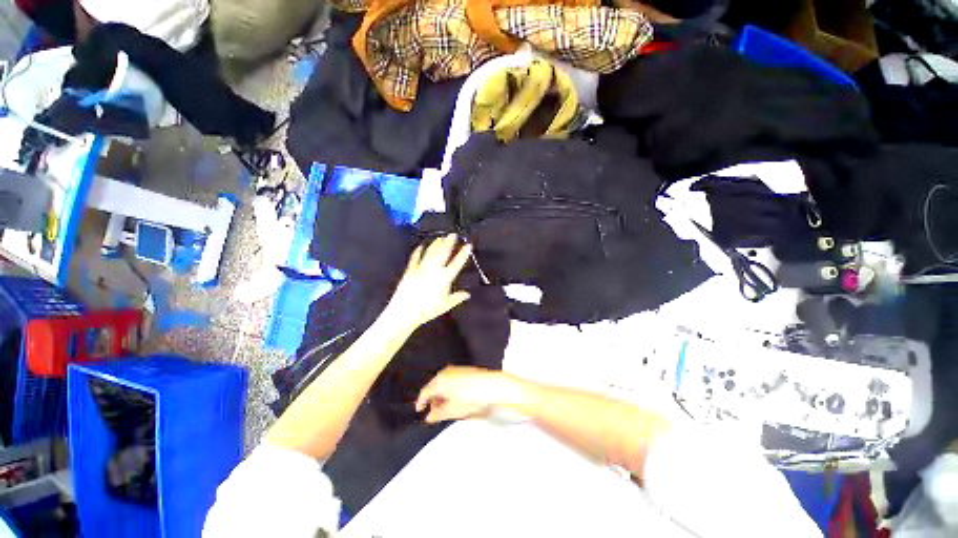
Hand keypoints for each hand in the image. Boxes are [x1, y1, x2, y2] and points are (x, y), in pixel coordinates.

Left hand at [381, 234, 472, 334]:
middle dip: (448, 243)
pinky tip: (421, 246)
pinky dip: (418, 251)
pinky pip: (415, 258)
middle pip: (443, 253)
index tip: (468, 245)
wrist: (405, 312)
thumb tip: (467, 294)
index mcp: (444, 278)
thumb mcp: (445, 305)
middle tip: (452, 234)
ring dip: (436, 244)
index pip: (456, 263)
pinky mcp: (410, 271)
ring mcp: (421, 269)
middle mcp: (434, 270)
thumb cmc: (427, 310)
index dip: (463, 254)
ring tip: (440, 237)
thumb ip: (457, 298)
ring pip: (430, 253)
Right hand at [416, 366, 522, 423]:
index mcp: (440, 381)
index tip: (420, 410)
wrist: (492, 386)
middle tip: (434, 412)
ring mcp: (455, 370)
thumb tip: (429, 417)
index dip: (421, 402)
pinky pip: (451, 380)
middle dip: (433, 399)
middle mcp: (446, 372)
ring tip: (445, 407)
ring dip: (441, 394)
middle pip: (434, 386)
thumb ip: (439, 414)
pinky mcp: (464, 370)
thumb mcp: (453, 410)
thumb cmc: (472, 397)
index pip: (425, 392)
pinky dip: (449, 389)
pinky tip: (455, 398)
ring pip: (443, 383)